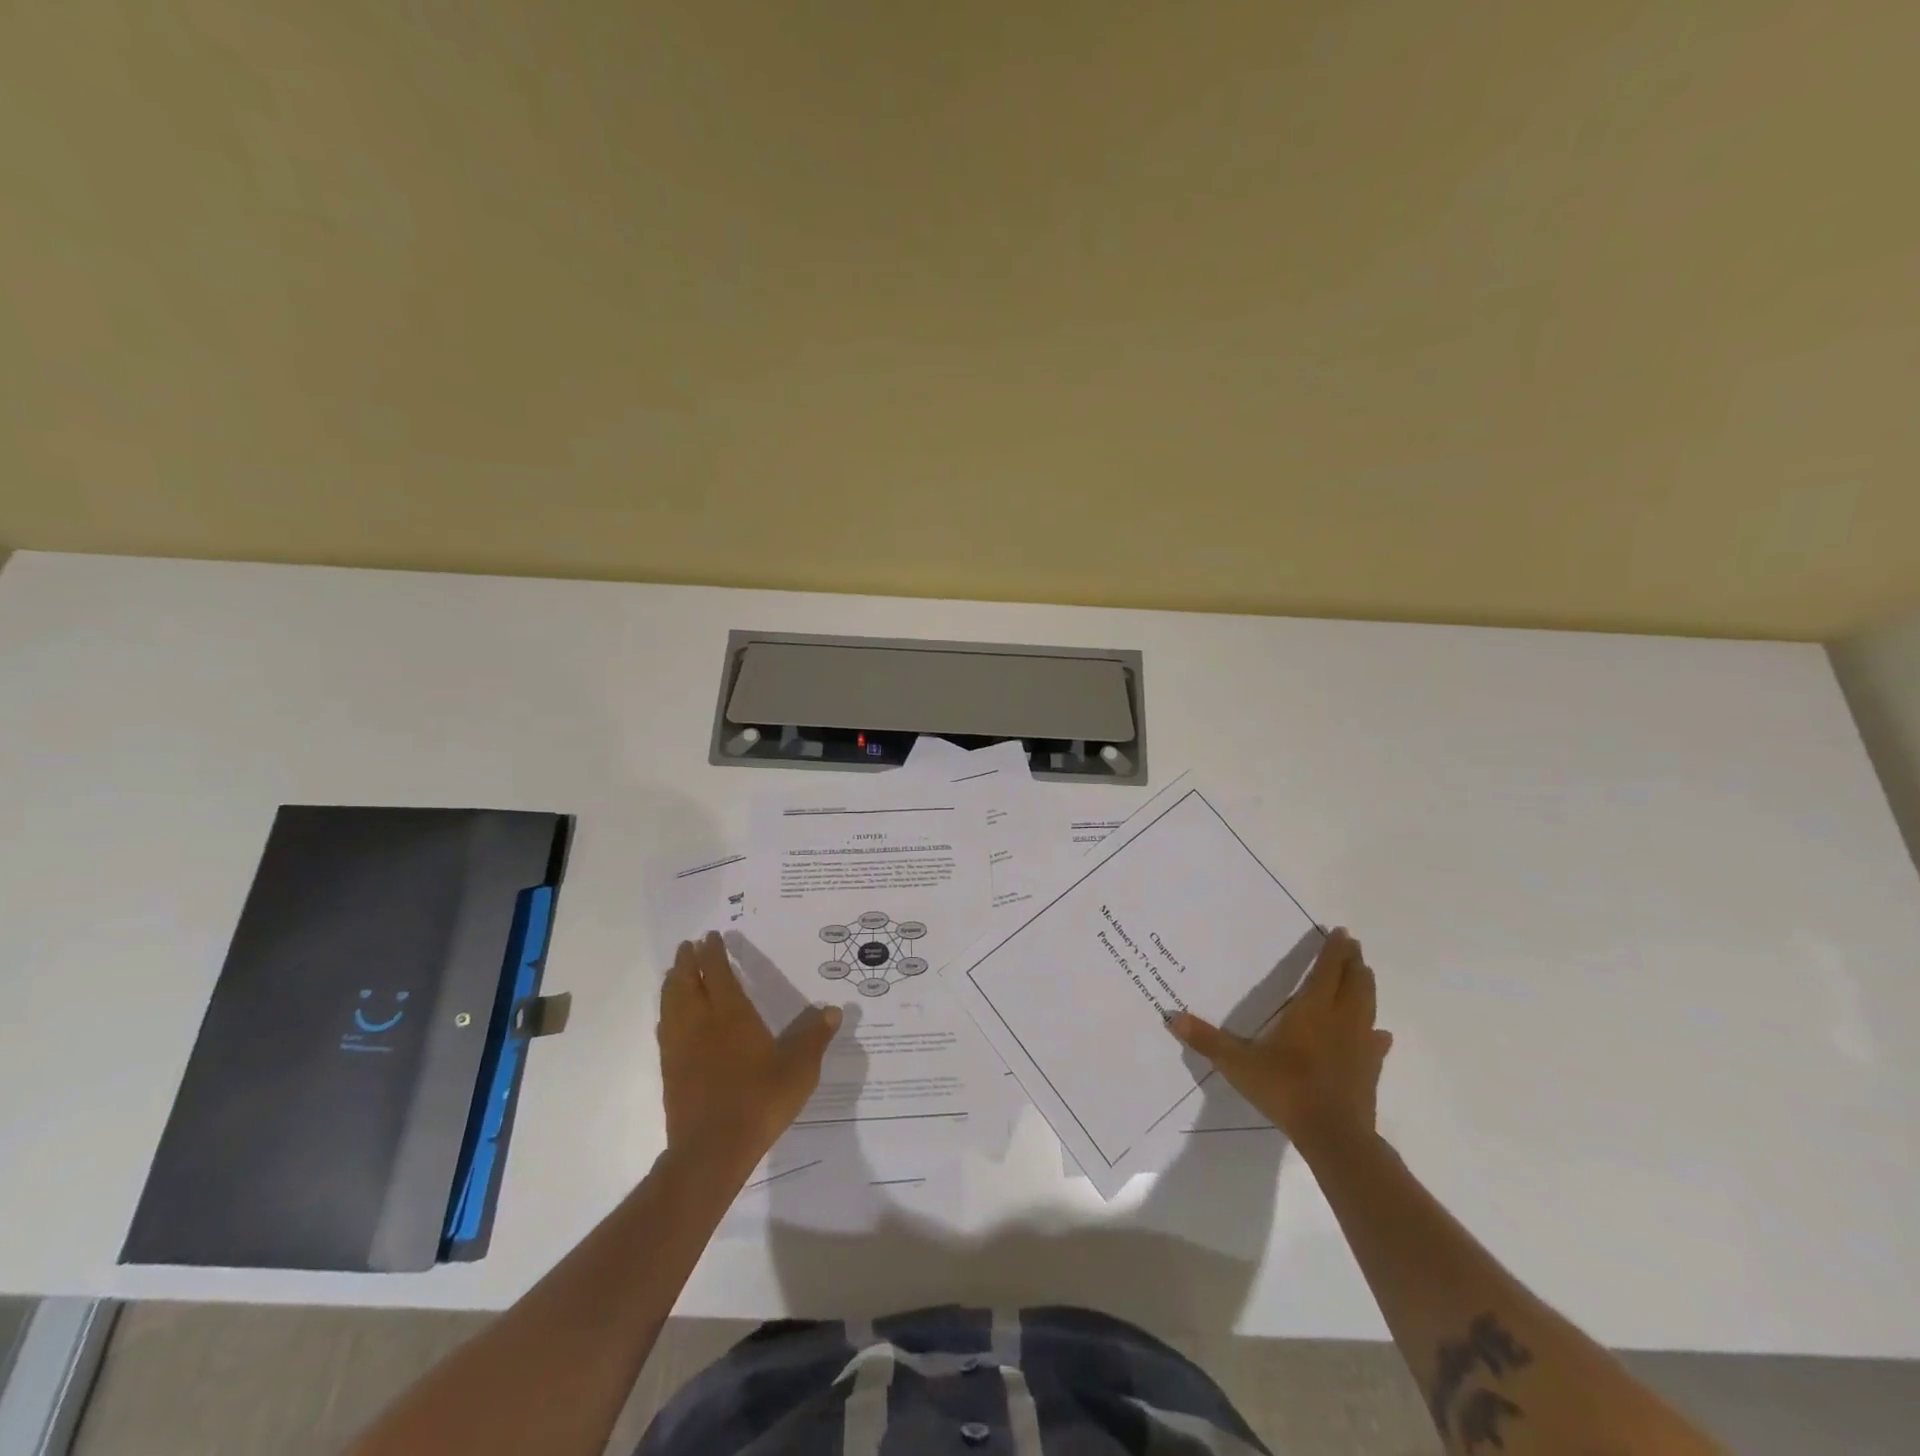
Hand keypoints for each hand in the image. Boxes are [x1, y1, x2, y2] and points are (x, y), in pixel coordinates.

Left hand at [658, 931, 842, 1173]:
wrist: (712, 1150)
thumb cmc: (759, 1100)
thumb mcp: (799, 1069)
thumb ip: (814, 1037)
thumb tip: (834, 1011)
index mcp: (732, 1015)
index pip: (718, 973)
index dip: (713, 953)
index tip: (710, 936)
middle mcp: (701, 1023)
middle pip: (686, 982)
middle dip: (686, 962)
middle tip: (687, 946)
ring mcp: (681, 1047)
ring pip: (670, 1003)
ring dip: (672, 983)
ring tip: (675, 973)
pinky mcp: (670, 1070)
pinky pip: (665, 1029)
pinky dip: (667, 1013)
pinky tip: (669, 1018)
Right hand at [1169, 927, 1390, 1157]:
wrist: (1334, 1136)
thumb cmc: (1286, 1090)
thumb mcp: (1238, 1064)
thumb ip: (1207, 1040)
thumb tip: (1172, 1016)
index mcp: (1311, 1010)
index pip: (1327, 971)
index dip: (1334, 950)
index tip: (1341, 931)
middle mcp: (1340, 1020)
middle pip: (1354, 982)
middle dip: (1353, 962)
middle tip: (1353, 945)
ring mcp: (1360, 1045)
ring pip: (1368, 1005)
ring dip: (1366, 986)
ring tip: (1365, 974)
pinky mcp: (1370, 1069)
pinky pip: (1376, 1042)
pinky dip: (1376, 1031)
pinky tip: (1378, 1033)